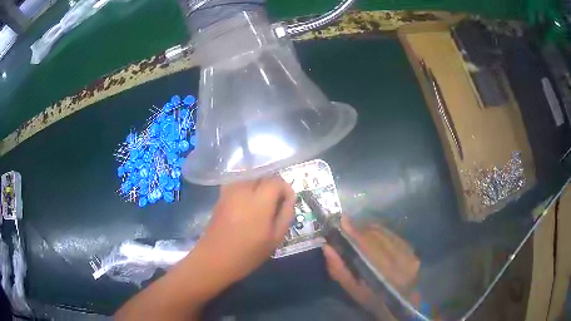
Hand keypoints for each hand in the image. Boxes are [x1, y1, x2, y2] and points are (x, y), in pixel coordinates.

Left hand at [197, 176, 295, 284]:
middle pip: (263, 177)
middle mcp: (243, 189)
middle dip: (272, 188)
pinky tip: (246, 207)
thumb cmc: (248, 253)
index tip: (286, 204)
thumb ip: (286, 214)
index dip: (285, 190)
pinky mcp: (221, 196)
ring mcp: (229, 191)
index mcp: (259, 200)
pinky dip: (246, 190)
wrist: (214, 258)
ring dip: (259, 188)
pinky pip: (239, 184)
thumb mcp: (275, 238)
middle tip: (275, 207)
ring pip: (250, 179)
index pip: (277, 181)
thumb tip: (289, 198)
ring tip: (261, 207)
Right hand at [323, 217, 419, 318]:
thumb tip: (327, 248)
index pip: (367, 246)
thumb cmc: (372, 299)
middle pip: (377, 236)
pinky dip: (382, 234)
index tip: (342, 221)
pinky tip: (376, 238)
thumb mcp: (352, 289)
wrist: (400, 302)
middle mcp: (399, 260)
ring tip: (361, 234)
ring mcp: (409, 254)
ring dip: (371, 231)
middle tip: (348, 229)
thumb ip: (338, 269)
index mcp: (382, 273)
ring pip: (386, 234)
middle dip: (361, 230)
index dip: (354, 232)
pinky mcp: (413, 250)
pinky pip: (394, 235)